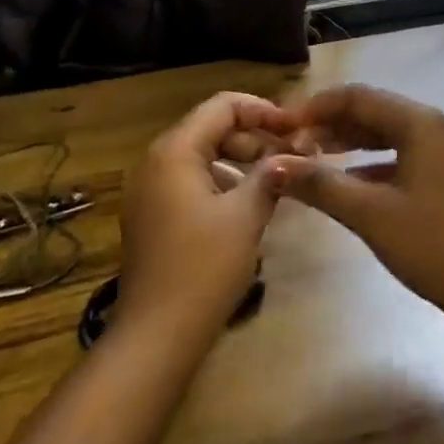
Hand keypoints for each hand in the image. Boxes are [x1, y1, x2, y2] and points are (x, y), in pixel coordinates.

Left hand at [117, 92, 300, 339]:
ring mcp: (149, 189)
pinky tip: (247, 203)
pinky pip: (190, 179)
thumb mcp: (246, 215)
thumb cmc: (204, 268)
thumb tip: (291, 154)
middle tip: (291, 155)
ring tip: (275, 178)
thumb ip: (270, 174)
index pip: (222, 106)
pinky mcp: (151, 215)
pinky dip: (221, 180)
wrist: (156, 336)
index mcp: (174, 151)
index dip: (262, 110)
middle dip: (253, 136)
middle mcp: (155, 161)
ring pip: (201, 154)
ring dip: (239, 159)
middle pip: (210, 127)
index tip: (295, 129)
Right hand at [273, 85, 443, 327]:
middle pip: (374, 111)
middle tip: (291, 144)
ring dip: (351, 143)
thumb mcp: (370, 214)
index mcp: (421, 122)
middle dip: (331, 124)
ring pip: (390, 133)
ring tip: (312, 157)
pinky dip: (373, 163)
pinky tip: (349, 182)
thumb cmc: (434, 246)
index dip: (315, 107)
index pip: (358, 97)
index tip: (281, 125)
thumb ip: (320, 184)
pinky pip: (404, 155)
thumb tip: (271, 164)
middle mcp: (437, 125)